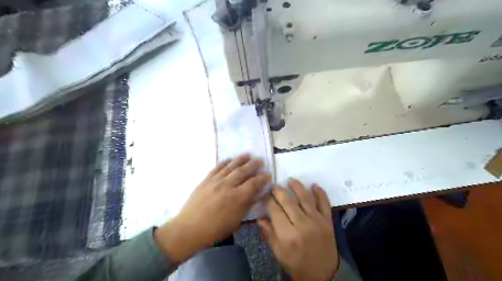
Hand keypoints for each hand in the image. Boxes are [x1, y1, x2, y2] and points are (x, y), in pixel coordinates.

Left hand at [157, 154, 270, 262]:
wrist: (189, 228)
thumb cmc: (215, 229)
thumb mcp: (235, 221)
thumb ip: (247, 206)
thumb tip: (257, 195)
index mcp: (237, 198)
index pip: (253, 184)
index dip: (262, 178)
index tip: (267, 175)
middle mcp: (227, 186)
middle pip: (243, 171)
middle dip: (253, 165)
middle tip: (260, 160)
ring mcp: (215, 181)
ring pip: (230, 167)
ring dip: (240, 160)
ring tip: (247, 154)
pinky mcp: (206, 180)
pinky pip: (217, 168)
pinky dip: (224, 163)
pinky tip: (229, 160)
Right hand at [258, 180, 336, 280]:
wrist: (323, 274)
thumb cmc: (297, 264)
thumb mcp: (279, 253)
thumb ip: (269, 234)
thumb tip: (260, 218)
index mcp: (288, 235)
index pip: (275, 210)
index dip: (268, 200)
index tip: (264, 195)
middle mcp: (302, 225)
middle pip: (288, 202)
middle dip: (279, 191)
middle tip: (274, 186)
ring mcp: (317, 221)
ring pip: (305, 198)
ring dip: (297, 187)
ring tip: (291, 180)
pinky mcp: (328, 220)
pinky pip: (324, 203)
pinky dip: (320, 193)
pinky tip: (314, 185)